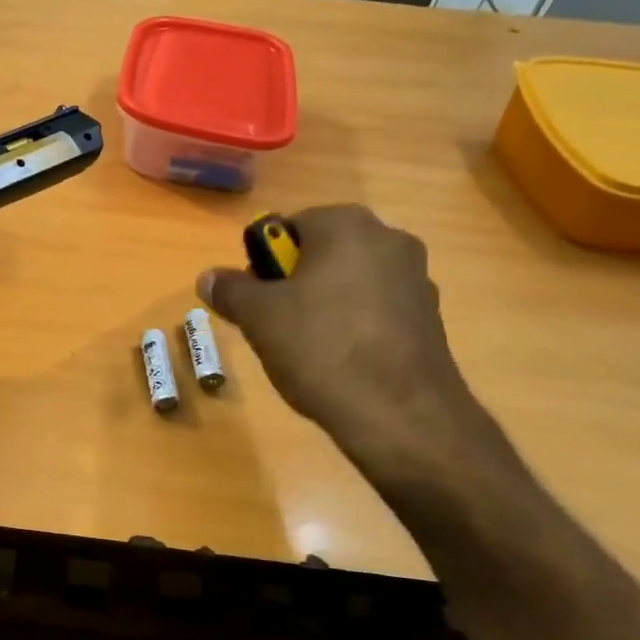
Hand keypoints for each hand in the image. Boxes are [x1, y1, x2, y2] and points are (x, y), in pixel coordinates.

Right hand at [198, 205, 481, 481]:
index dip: (263, 261)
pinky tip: (340, 362)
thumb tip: (208, 277)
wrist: (400, 414)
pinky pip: (376, 309)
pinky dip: (354, 325)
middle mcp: (389, 239)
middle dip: (294, 282)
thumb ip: (231, 290)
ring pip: (350, 281)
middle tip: (273, 323)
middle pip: (323, 252)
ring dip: (324, 304)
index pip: (290, 226)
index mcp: (347, 225)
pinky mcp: (430, 317)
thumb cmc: (321, 348)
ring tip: (306, 348)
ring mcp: (416, 278)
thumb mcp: (258, 318)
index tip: (254, 298)